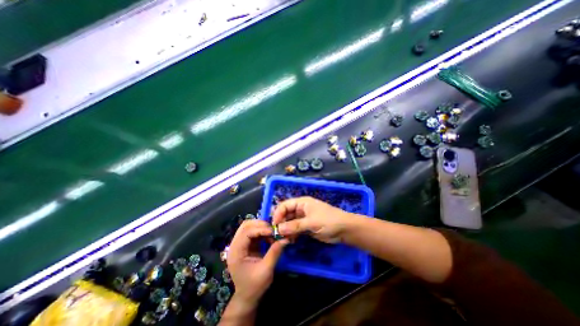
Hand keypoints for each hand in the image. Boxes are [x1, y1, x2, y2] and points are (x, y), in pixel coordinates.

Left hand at [228, 219, 288, 305]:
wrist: (247, 297)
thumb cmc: (254, 286)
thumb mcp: (266, 270)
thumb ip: (274, 253)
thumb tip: (285, 239)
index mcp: (236, 252)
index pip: (246, 232)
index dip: (260, 229)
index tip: (273, 232)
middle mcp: (235, 245)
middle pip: (246, 225)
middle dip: (260, 225)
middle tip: (273, 229)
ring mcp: (240, 244)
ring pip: (249, 226)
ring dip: (261, 227)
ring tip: (272, 233)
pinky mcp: (246, 245)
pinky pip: (253, 232)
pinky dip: (262, 232)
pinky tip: (269, 237)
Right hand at [272, 195, 353, 243]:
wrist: (344, 230)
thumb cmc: (328, 221)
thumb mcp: (311, 222)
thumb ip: (294, 225)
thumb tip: (278, 229)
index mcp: (302, 202)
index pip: (285, 205)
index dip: (278, 214)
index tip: (274, 226)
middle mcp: (300, 209)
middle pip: (286, 214)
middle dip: (280, 223)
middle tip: (276, 235)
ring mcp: (303, 218)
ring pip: (289, 222)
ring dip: (285, 230)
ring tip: (284, 239)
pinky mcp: (306, 227)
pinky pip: (295, 229)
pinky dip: (291, 234)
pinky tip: (291, 241)